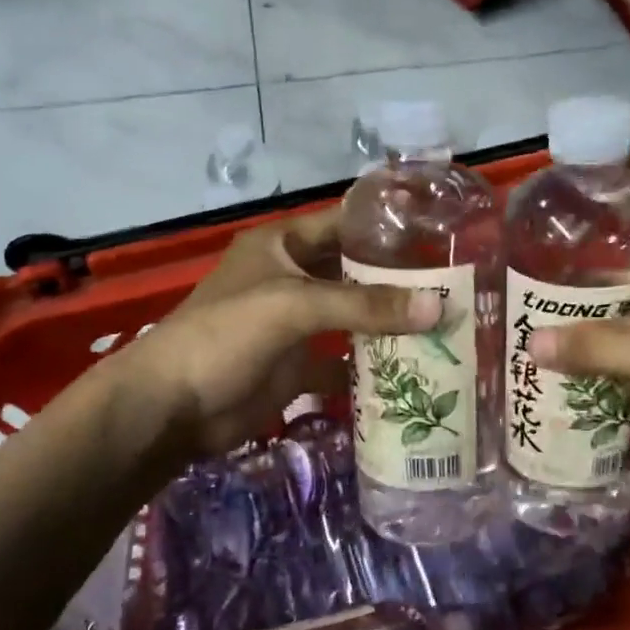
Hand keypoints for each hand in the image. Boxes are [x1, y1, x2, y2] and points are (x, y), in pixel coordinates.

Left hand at [126, 208, 439, 457]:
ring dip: (389, 324)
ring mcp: (295, 324)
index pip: (344, 223)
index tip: (440, 233)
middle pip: (354, 272)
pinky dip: (371, 365)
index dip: (386, 226)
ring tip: (447, 325)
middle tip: (456, 288)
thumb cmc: (226, 335)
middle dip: (398, 281)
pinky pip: (343, 359)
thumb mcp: (294, 306)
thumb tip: (437, 306)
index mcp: (283, 245)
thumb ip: (364, 304)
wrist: (174, 406)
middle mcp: (292, 278)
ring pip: (352, 317)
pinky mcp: (298, 366)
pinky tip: (415, 369)